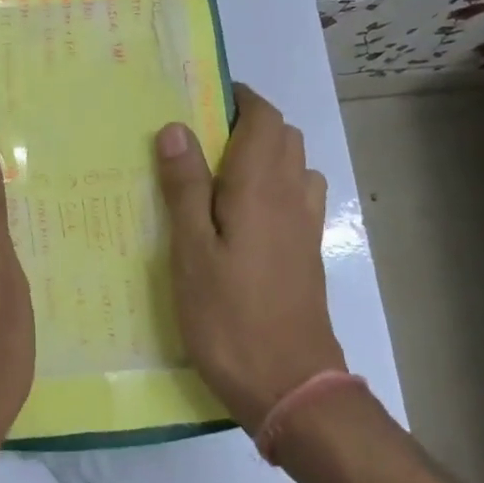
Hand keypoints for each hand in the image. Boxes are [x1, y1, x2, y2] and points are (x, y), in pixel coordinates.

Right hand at [155, 85, 345, 430]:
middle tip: (199, 139)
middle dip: (248, 123)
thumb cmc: (228, 316)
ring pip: (293, 166)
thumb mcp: (191, 251)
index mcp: (260, 187)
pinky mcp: (308, 253)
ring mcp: (305, 226)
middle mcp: (291, 195)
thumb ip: (185, 187)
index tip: (202, 98)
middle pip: (282, 136)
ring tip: (218, 175)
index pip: (263, 118)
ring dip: (263, 154)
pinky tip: (243, 216)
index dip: (240, 98)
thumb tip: (175, 128)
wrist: (289, 384)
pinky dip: (274, 186)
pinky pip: (296, 197)